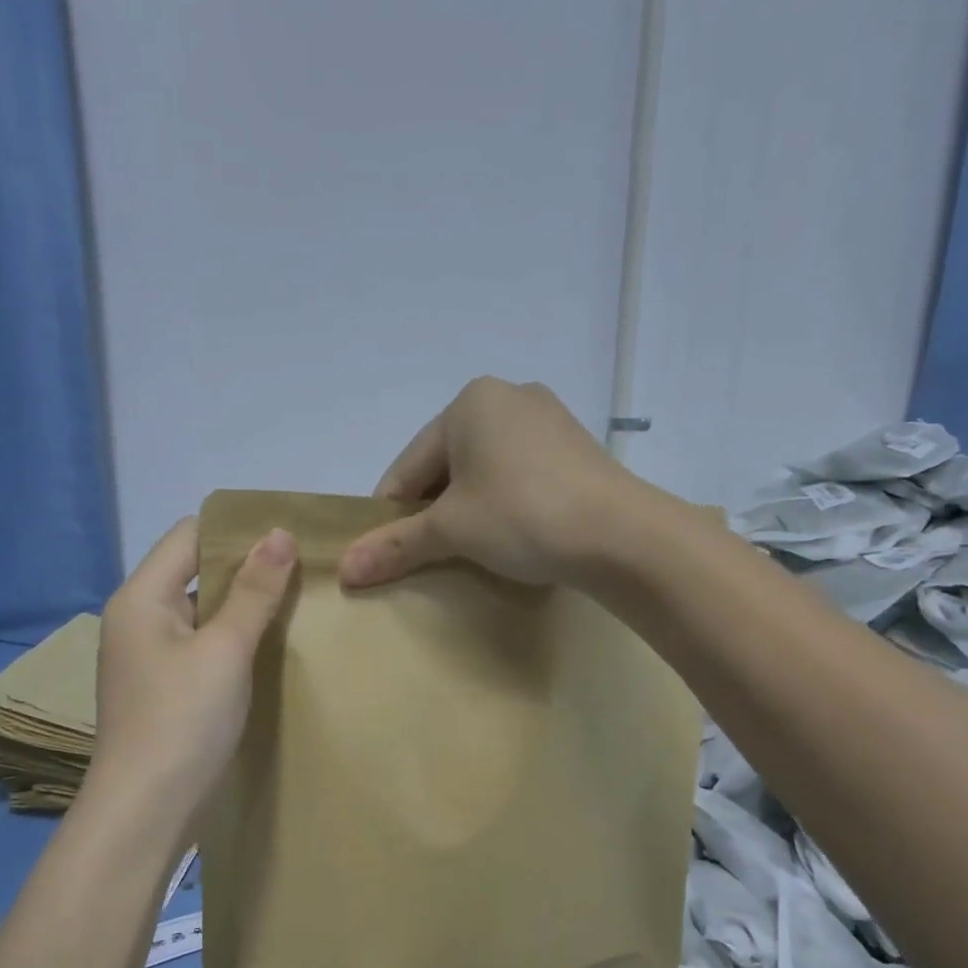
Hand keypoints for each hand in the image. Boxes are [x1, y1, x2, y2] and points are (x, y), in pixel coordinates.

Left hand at [89, 518, 296, 824]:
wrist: (146, 812)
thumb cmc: (183, 721)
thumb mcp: (225, 649)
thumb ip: (255, 591)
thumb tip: (280, 533)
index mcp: (142, 596)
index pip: (190, 534)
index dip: (239, 530)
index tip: (291, 535)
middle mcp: (140, 617)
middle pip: (197, 569)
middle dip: (249, 566)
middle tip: (306, 567)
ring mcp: (151, 654)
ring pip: (204, 609)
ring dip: (246, 604)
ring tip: (300, 600)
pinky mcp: (166, 685)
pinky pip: (204, 642)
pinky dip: (236, 636)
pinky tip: (274, 643)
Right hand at [339, 377, 627, 588]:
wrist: (622, 535)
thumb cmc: (522, 516)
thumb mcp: (452, 531)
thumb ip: (396, 545)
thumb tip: (345, 570)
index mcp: (469, 402)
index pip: (410, 465)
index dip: (391, 511)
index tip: (382, 551)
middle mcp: (508, 397)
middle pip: (447, 463)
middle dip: (433, 509)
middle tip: (428, 553)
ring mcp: (548, 419)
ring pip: (486, 469)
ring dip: (469, 508)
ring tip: (469, 549)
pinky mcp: (576, 447)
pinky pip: (520, 474)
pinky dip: (504, 502)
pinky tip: (511, 534)